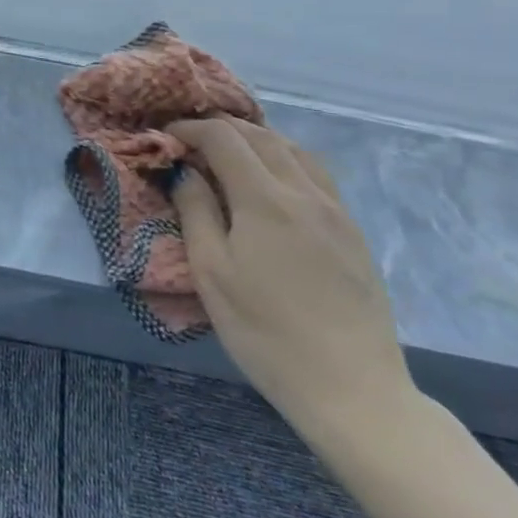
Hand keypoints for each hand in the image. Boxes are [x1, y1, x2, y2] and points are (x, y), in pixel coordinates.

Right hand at [166, 115, 414, 437]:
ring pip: (295, 150)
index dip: (189, 129)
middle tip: (189, 141)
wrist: (352, 388)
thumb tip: (184, 170)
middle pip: (262, 136)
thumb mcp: (211, 271)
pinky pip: (317, 175)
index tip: (164, 138)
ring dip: (257, 140)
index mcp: (265, 200)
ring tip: (229, 153)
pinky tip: (271, 182)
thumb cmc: (264, 330)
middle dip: (221, 129)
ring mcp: (337, 212)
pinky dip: (285, 160)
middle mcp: (305, 194)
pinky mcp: (353, 234)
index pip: (223, 138)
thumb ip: (195, 211)